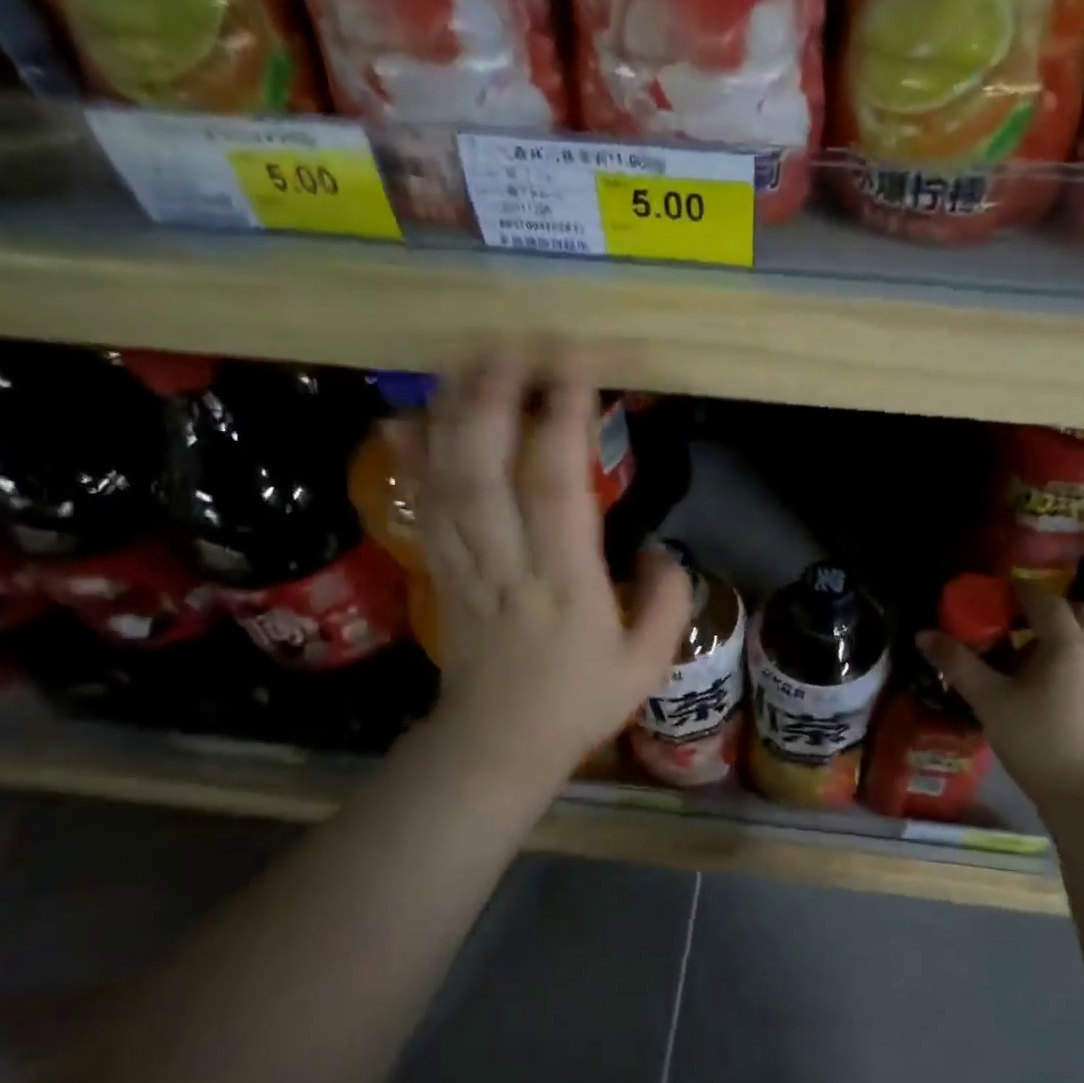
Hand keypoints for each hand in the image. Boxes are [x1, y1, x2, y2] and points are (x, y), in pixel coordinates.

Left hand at [418, 353, 691, 778]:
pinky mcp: (441, 570)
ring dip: (457, 409)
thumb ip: (667, 601)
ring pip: (449, 476)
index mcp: (565, 585)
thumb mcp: (648, 664)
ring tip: (473, 356)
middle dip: (498, 394)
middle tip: (517, 341)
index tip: (578, 367)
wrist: (498, 741)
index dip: (563, 421)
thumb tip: (662, 549)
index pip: (557, 488)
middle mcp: (508, 563)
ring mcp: (465, 564)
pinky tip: (417, 413)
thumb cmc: (579, 702)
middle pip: (487, 466)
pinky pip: (424, 503)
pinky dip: (417, 454)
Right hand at [917, 588, 1083, 807]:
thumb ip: (957, 663)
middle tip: (1007, 619)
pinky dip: (1060, 655)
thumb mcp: (989, 699)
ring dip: (1052, 632)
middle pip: (1073, 611)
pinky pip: (1083, 659)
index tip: (986, 594)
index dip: (1014, 590)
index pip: (1042, 598)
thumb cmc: (1037, 739)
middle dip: (1041, 608)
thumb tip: (924, 634)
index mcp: (1066, 642)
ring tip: (1014, 651)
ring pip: (1081, 637)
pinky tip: (1031, 681)